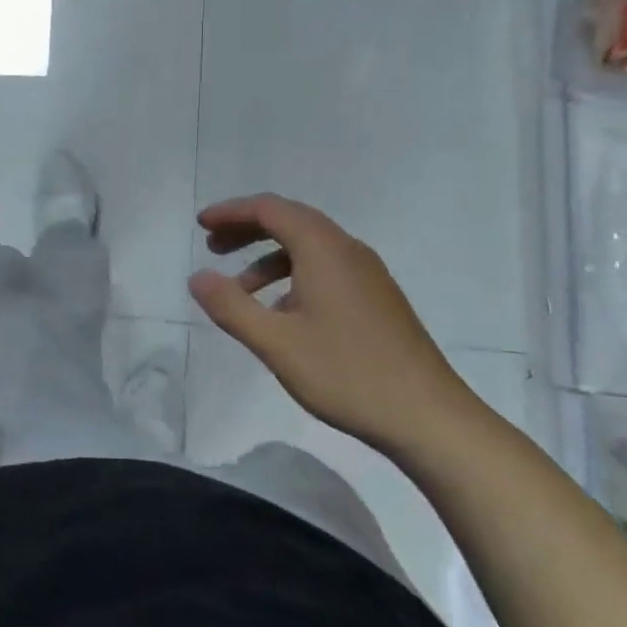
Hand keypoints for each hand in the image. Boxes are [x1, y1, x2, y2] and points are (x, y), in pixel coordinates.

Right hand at [188, 194, 479, 454]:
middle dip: (247, 229)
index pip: (270, 209)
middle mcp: (347, 250)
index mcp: (324, 250)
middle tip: (212, 247)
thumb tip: (197, 277)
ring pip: (309, 246)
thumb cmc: (347, 374)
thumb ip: (231, 307)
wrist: (429, 417)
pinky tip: (282, 312)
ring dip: (268, 256)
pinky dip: (293, 274)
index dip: (231, 212)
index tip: (200, 225)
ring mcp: (368, 274)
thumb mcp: (276, 343)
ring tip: (239, 289)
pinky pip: (326, 268)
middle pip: (290, 220)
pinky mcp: (377, 298)